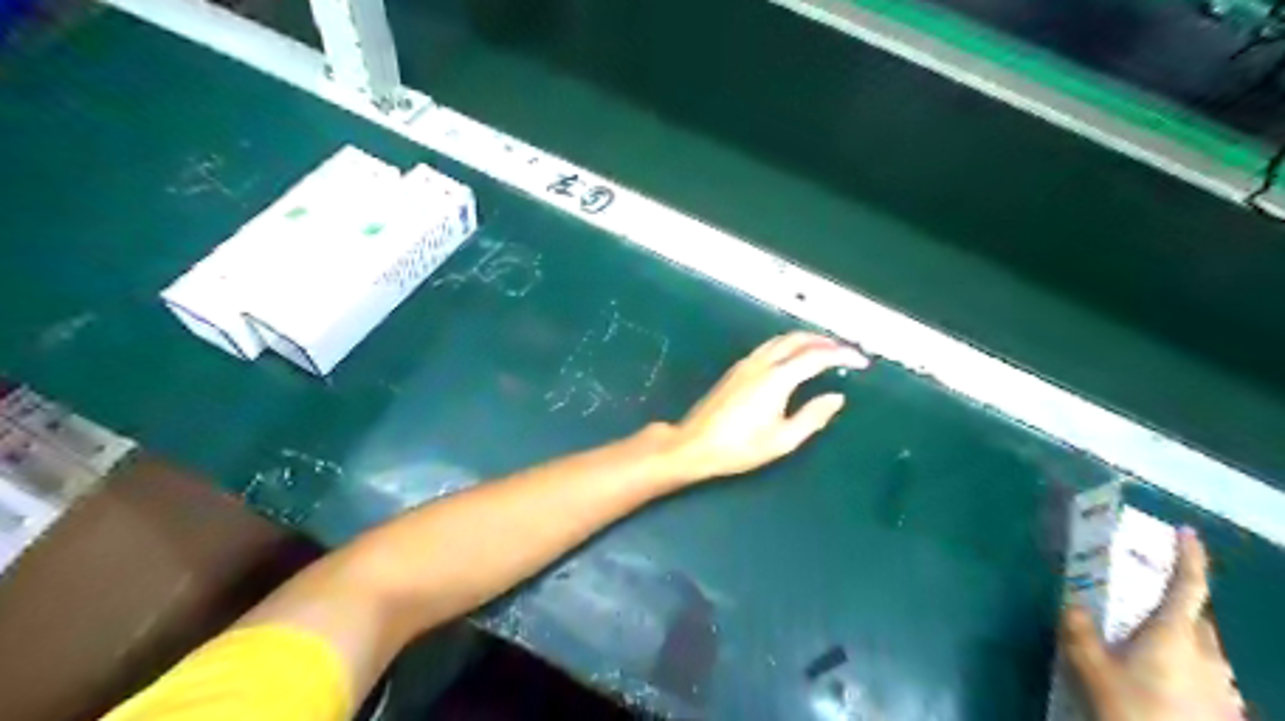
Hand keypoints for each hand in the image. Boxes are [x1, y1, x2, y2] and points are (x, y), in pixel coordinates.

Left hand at [668, 333, 866, 484]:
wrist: (695, 444)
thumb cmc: (740, 447)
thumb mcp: (783, 440)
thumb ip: (813, 416)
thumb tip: (836, 397)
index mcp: (777, 379)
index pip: (816, 356)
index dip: (842, 355)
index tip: (861, 361)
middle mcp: (762, 363)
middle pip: (797, 339)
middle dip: (825, 340)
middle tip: (845, 350)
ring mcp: (746, 363)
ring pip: (780, 340)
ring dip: (805, 339)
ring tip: (824, 349)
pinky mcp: (736, 369)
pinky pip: (768, 347)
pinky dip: (788, 345)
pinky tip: (793, 358)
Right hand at [1065, 526, 1243, 720]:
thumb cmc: (1132, 711)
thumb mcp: (1090, 668)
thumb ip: (1078, 630)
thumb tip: (1072, 602)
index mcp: (1176, 636)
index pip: (1190, 587)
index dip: (1190, 557)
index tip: (1186, 532)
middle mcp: (1209, 656)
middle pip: (1199, 618)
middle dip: (1176, 601)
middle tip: (1145, 597)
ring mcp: (1223, 687)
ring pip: (1205, 648)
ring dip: (1181, 636)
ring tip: (1147, 643)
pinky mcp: (1226, 711)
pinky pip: (1208, 675)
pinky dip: (1187, 665)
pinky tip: (1163, 682)